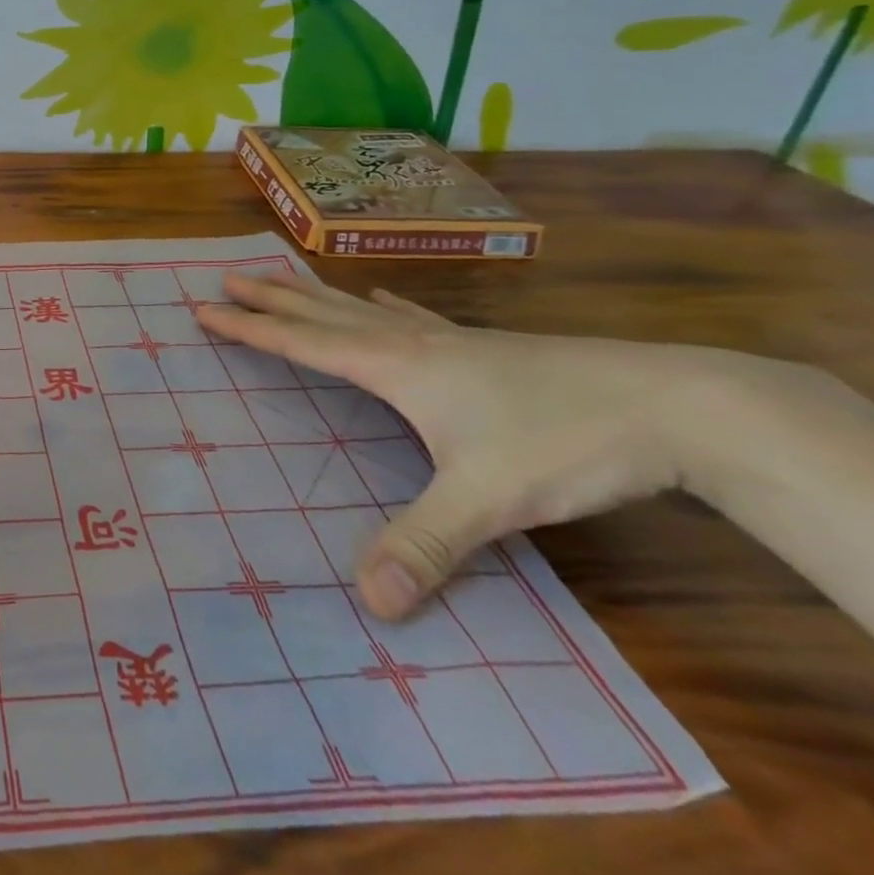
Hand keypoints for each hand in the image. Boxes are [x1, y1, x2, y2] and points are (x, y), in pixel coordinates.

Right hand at [195, 271, 769, 620]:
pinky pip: (414, 315)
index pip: (303, 344)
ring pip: (361, 308)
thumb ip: (425, 545)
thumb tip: (368, 600)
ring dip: (315, 294)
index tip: (205, 309)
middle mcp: (410, 343)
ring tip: (284, 275)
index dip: (251, 329)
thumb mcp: (487, 500)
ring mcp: (449, 340)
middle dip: (272, 298)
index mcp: (395, 367)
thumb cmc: (562, 442)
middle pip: (323, 314)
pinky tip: (386, 298)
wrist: (668, 403)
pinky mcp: (483, 347)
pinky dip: (385, 304)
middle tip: (229, 276)